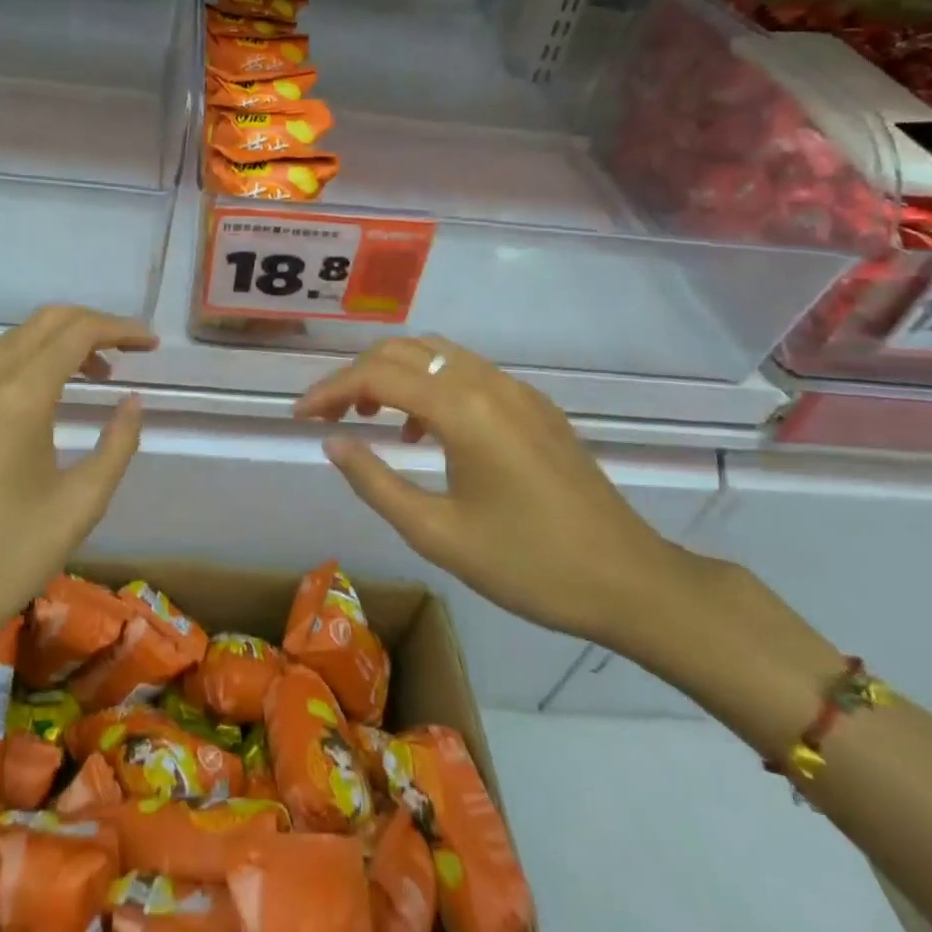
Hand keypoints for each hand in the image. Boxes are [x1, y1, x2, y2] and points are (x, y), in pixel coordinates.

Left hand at [0, 305, 156, 656]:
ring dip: (52, 347)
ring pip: (8, 344)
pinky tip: (27, 410)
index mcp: (19, 397)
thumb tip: (132, 402)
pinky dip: (16, 371)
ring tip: (86, 378)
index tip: (149, 343)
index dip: (120, 329)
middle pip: (42, 323)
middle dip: (89, 326)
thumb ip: (118, 444)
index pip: (77, 332)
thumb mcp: (81, 505)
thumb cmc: (7, 559)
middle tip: (122, 353)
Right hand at [294, 337, 681, 646]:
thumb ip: (376, 482)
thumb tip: (333, 443)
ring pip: (437, 354)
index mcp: (462, 409)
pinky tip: (426, 432)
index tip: (300, 416)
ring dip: (394, 374)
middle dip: (358, 374)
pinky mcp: (534, 405)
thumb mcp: (438, 534)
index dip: (330, 390)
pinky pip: (467, 373)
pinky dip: (431, 385)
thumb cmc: (529, 565)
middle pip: (405, 350)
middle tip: (330, 415)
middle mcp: (487, 382)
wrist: (630, 580)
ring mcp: (516, 389)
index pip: (377, 374)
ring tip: (371, 418)